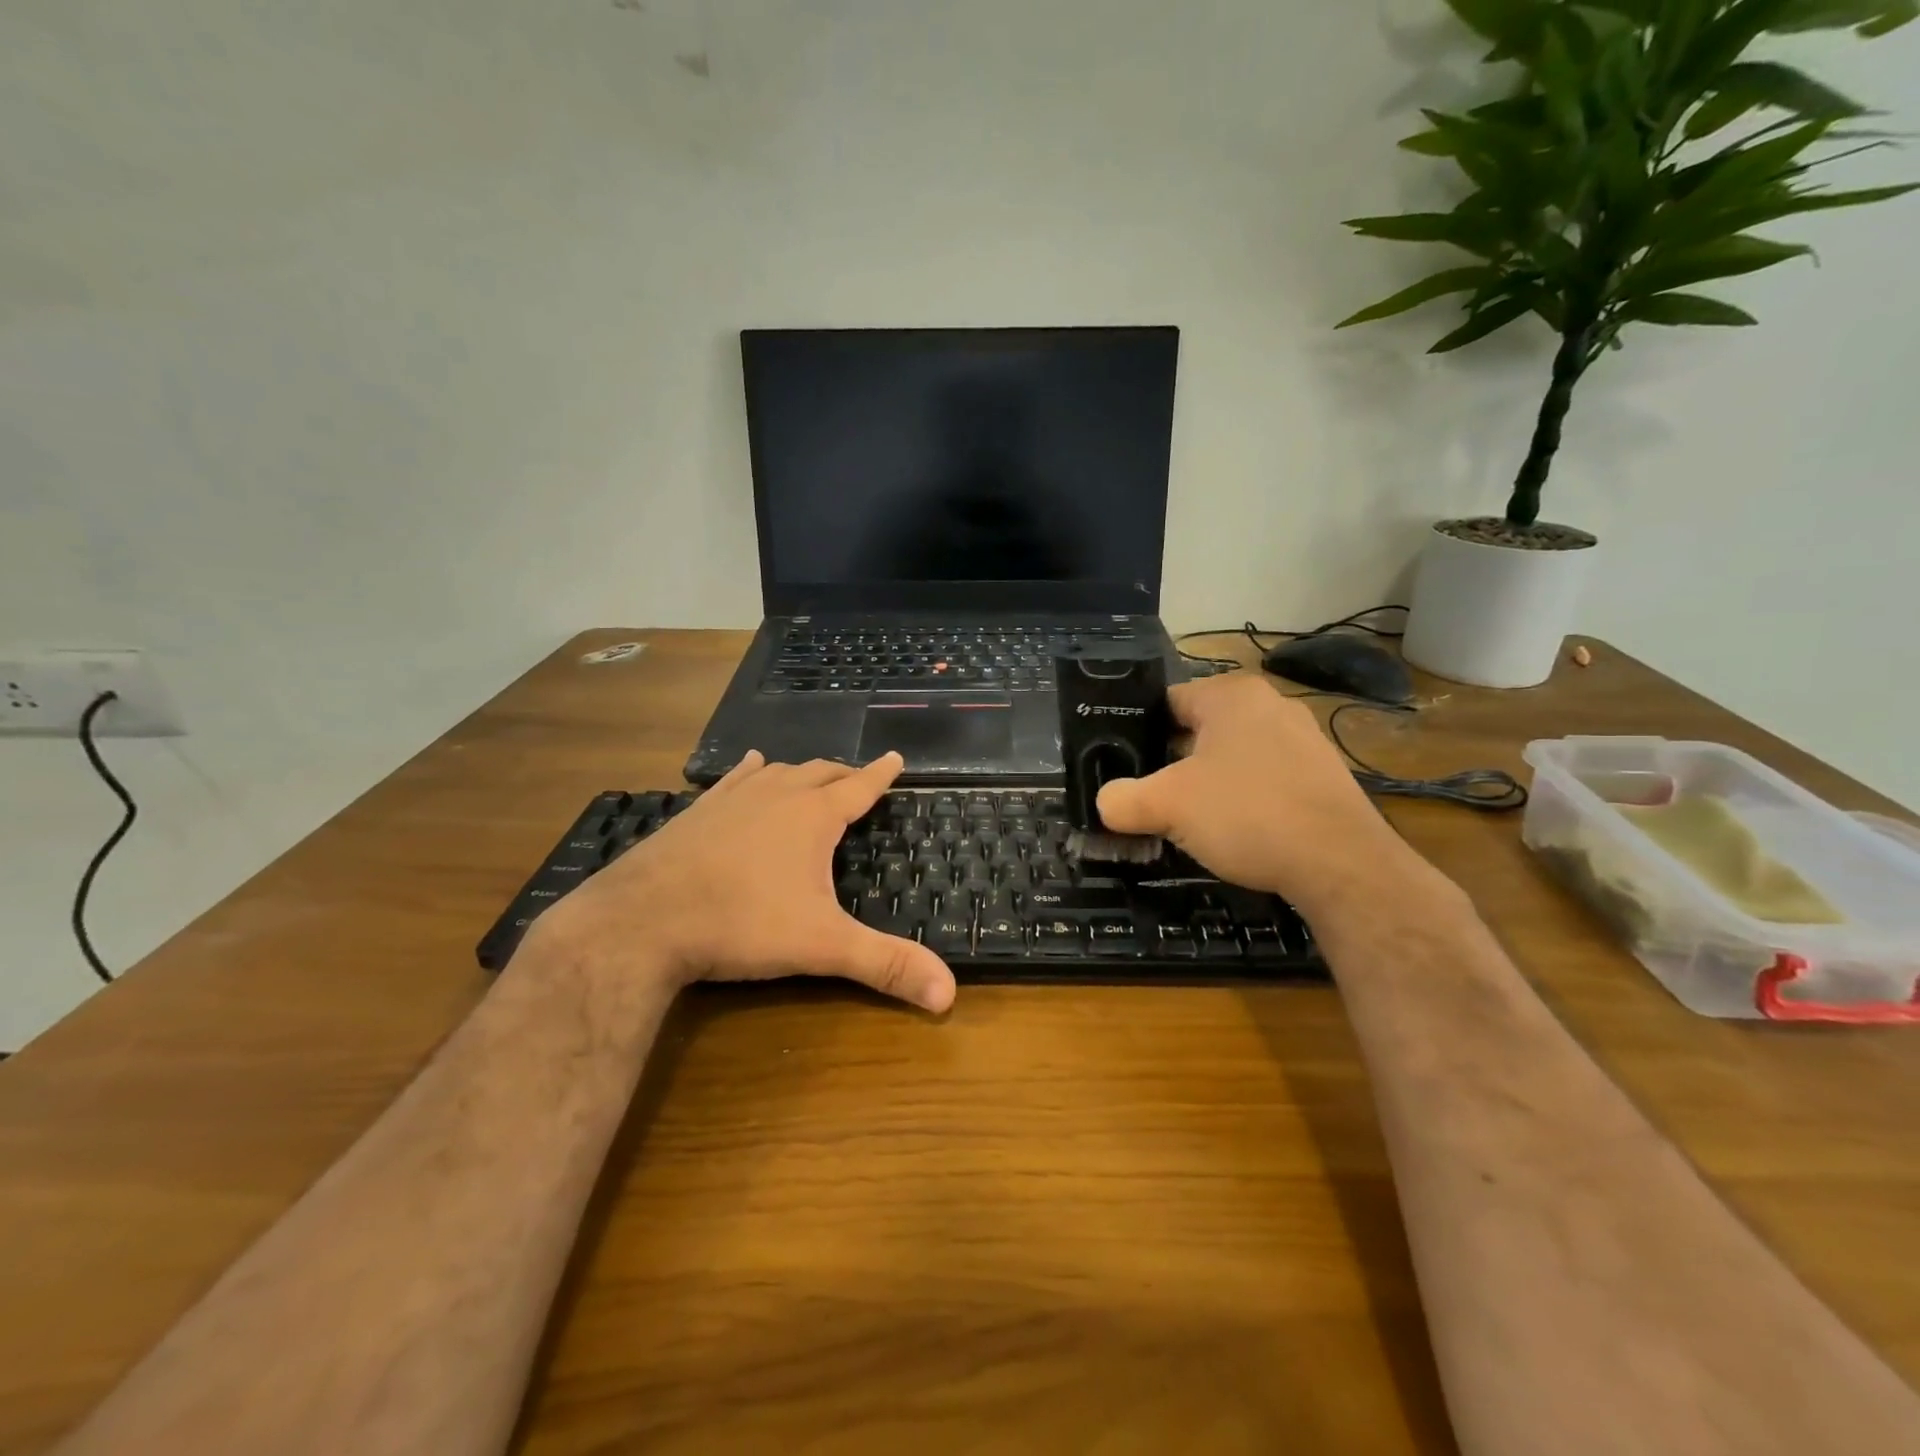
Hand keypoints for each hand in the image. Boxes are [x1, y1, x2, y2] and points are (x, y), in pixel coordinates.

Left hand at [531, 751, 956, 1013]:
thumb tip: (949, 995)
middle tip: (859, 778)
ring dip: (802, 771)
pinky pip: (734, 779)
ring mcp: (732, 799)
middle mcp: (777, 795)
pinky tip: (751, 765)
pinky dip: (751, 771)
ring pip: (779, 772)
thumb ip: (885, 965)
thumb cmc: (743, 924)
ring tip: (813, 773)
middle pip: (820, 773)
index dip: (881, 774)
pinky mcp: (697, 811)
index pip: (859, 786)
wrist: (643, 920)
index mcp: (813, 817)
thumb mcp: (822, 947)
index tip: (896, 756)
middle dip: (844, 774)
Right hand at [1095, 675, 1417, 914]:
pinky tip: (1237, 833)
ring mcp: (1303, 740)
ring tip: (1189, 821)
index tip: (1123, 769)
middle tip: (1151, 798)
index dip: (1138, 735)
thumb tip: (1104, 804)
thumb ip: (1123, 800)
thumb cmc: (1247, 814)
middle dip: (1172, 764)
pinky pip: (1265, 780)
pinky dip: (1245, 801)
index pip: (1166, 703)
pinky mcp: (1323, 776)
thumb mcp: (1167, 806)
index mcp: (1231, 694)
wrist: (1341, 865)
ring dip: (1208, 785)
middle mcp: (1270, 705)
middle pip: (1198, 731)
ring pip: (1232, 757)